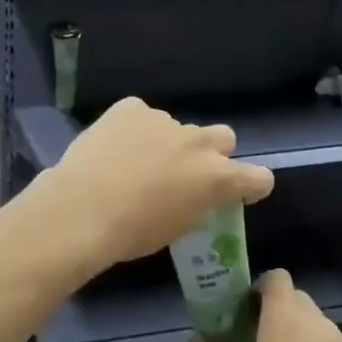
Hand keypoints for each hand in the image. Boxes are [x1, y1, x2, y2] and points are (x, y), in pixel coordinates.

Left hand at [35, 97, 273, 269]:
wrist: (81, 210)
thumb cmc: (132, 233)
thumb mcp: (176, 229)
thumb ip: (195, 206)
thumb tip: (190, 196)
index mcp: (217, 178)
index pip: (259, 177)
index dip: (251, 186)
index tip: (238, 195)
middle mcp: (199, 143)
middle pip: (224, 138)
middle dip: (211, 154)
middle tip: (184, 174)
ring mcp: (165, 121)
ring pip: (178, 128)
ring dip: (167, 143)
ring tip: (134, 163)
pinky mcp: (131, 108)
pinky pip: (141, 116)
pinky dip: (134, 129)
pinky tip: (113, 147)